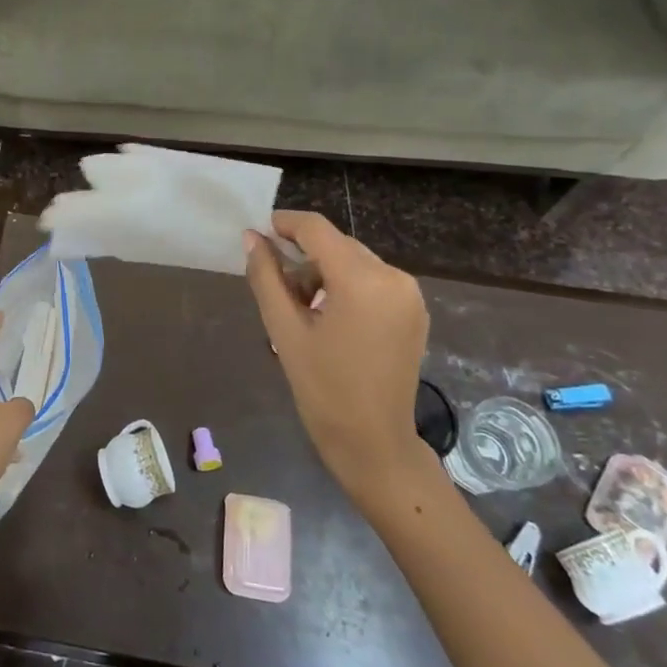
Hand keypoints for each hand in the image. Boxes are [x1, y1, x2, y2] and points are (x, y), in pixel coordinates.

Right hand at [244, 211, 432, 509]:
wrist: (374, 443)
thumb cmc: (323, 389)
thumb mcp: (284, 330)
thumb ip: (266, 277)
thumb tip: (252, 238)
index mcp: (362, 280)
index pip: (317, 230)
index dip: (285, 224)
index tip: (258, 232)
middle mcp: (393, 277)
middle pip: (337, 245)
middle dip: (302, 256)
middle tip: (274, 284)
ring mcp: (409, 294)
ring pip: (354, 261)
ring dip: (323, 272)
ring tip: (299, 308)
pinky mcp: (414, 310)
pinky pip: (372, 280)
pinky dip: (346, 285)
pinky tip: (328, 316)